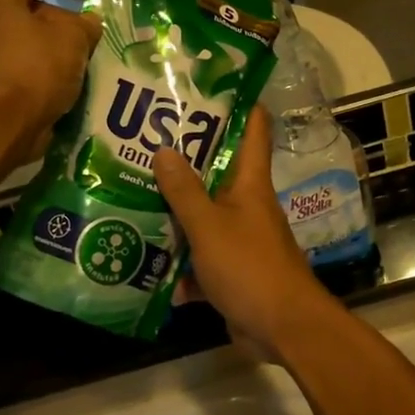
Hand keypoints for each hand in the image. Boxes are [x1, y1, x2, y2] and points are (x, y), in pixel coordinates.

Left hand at [0, 0, 100, 167]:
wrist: (1, 125)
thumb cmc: (34, 67)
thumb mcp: (72, 37)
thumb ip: (86, 24)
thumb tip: (89, 23)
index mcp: (1, 0)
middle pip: (34, 9)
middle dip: (68, 18)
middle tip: (96, 30)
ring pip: (36, 43)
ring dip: (65, 49)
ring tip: (93, 59)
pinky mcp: (0, 87)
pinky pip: (34, 71)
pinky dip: (56, 74)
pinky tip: (79, 84)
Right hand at [153, 108, 336, 362]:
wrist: (282, 327)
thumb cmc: (249, 267)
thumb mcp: (209, 226)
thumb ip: (184, 191)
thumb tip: (164, 149)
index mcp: (250, 183)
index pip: (253, 129)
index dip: (237, 104)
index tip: (206, 86)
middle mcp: (247, 204)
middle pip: (217, 172)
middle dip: (184, 161)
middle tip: (143, 143)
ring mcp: (241, 238)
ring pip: (204, 217)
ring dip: (175, 215)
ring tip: (131, 199)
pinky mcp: (233, 271)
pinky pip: (201, 259)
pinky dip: (180, 266)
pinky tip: (146, 267)